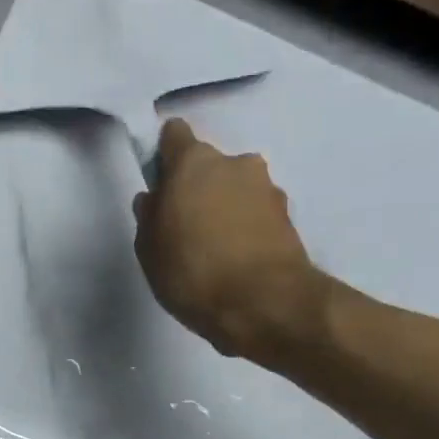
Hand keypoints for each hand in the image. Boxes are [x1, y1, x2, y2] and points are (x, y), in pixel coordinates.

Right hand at [132, 118, 323, 359]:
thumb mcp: (150, 251)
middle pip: (210, 167)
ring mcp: (268, 189)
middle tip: (189, 229)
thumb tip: (155, 199)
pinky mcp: (290, 218)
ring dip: (227, 209)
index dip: (165, 157)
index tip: (162, 186)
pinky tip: (239, 263)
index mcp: (194, 162)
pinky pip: (258, 216)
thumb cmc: (193, 272)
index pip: (175, 135)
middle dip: (200, 189)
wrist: (264, 303)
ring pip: (238, 190)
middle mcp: (236, 163)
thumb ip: (149, 216)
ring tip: (218, 252)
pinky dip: (248, 230)